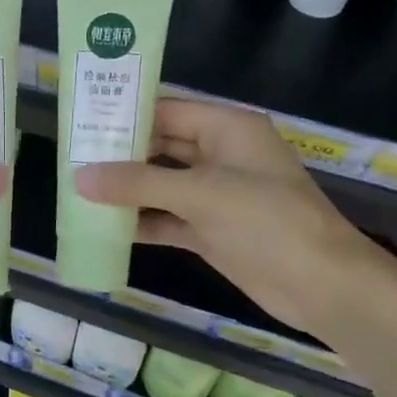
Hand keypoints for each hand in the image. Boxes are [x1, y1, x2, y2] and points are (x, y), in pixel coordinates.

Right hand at [74, 99, 385, 337]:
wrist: (324, 287)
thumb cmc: (268, 221)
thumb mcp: (201, 194)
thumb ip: (138, 183)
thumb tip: (79, 177)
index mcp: (228, 129)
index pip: (167, 110)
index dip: (126, 114)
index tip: (82, 120)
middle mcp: (221, 155)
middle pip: (161, 146)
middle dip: (121, 154)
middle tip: (72, 157)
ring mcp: (217, 195)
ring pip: (161, 184)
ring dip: (127, 190)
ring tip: (79, 190)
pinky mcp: (213, 229)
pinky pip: (169, 217)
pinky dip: (142, 221)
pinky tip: (106, 228)